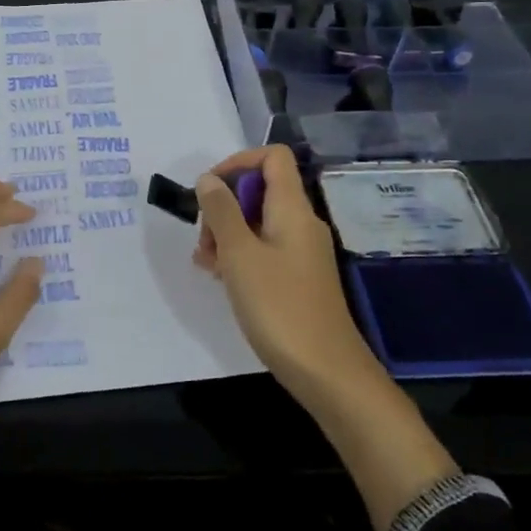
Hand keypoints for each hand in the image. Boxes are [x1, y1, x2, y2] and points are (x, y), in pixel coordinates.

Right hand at [192, 145, 375, 402]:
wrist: (327, 373)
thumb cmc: (279, 306)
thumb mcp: (239, 254)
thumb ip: (221, 211)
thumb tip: (208, 179)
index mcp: (292, 208)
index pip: (272, 157)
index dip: (238, 162)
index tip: (210, 190)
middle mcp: (301, 222)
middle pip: (260, 189)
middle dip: (224, 205)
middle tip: (204, 238)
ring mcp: (301, 251)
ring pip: (258, 221)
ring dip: (227, 232)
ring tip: (206, 263)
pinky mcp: (298, 277)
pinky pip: (265, 248)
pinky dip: (240, 253)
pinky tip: (222, 278)